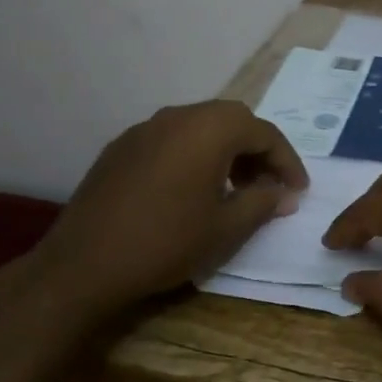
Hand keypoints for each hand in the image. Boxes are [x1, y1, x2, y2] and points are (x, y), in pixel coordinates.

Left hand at [0, 101, 306, 343]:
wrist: (82, 265)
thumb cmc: (165, 243)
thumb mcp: (225, 228)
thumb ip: (263, 202)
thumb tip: (285, 194)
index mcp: (209, 129)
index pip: (263, 132)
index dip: (287, 161)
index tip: (298, 190)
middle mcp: (178, 116)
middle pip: (232, 120)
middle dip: (257, 150)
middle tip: (268, 185)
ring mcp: (145, 128)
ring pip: (200, 126)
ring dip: (225, 150)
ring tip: (232, 189)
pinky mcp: (121, 147)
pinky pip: (171, 139)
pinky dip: (193, 154)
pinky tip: (190, 190)